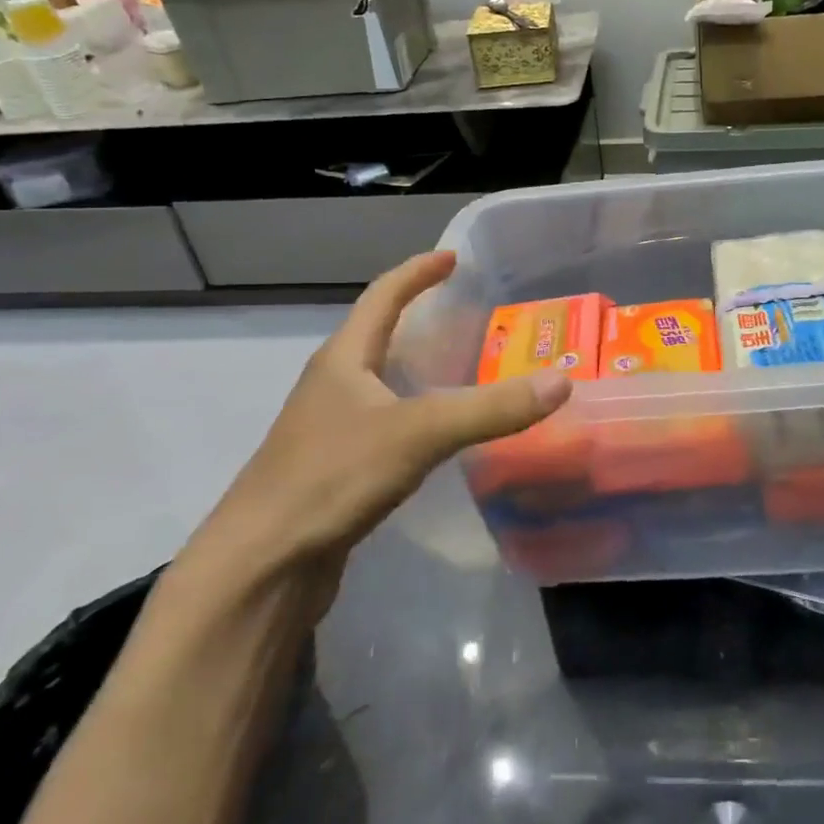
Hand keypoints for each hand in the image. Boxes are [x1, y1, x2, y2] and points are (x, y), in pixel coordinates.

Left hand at [182, 251, 570, 613]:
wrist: (261, 566)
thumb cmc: (331, 478)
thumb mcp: (418, 433)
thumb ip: (490, 408)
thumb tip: (561, 382)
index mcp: (344, 359)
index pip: (383, 296)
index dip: (418, 272)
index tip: (453, 257)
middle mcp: (333, 386)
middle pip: (378, 336)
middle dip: (420, 318)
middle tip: (470, 316)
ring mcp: (330, 429)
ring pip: (382, 383)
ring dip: (419, 369)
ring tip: (465, 370)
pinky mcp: (336, 469)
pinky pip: (386, 424)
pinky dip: (418, 415)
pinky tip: (442, 437)